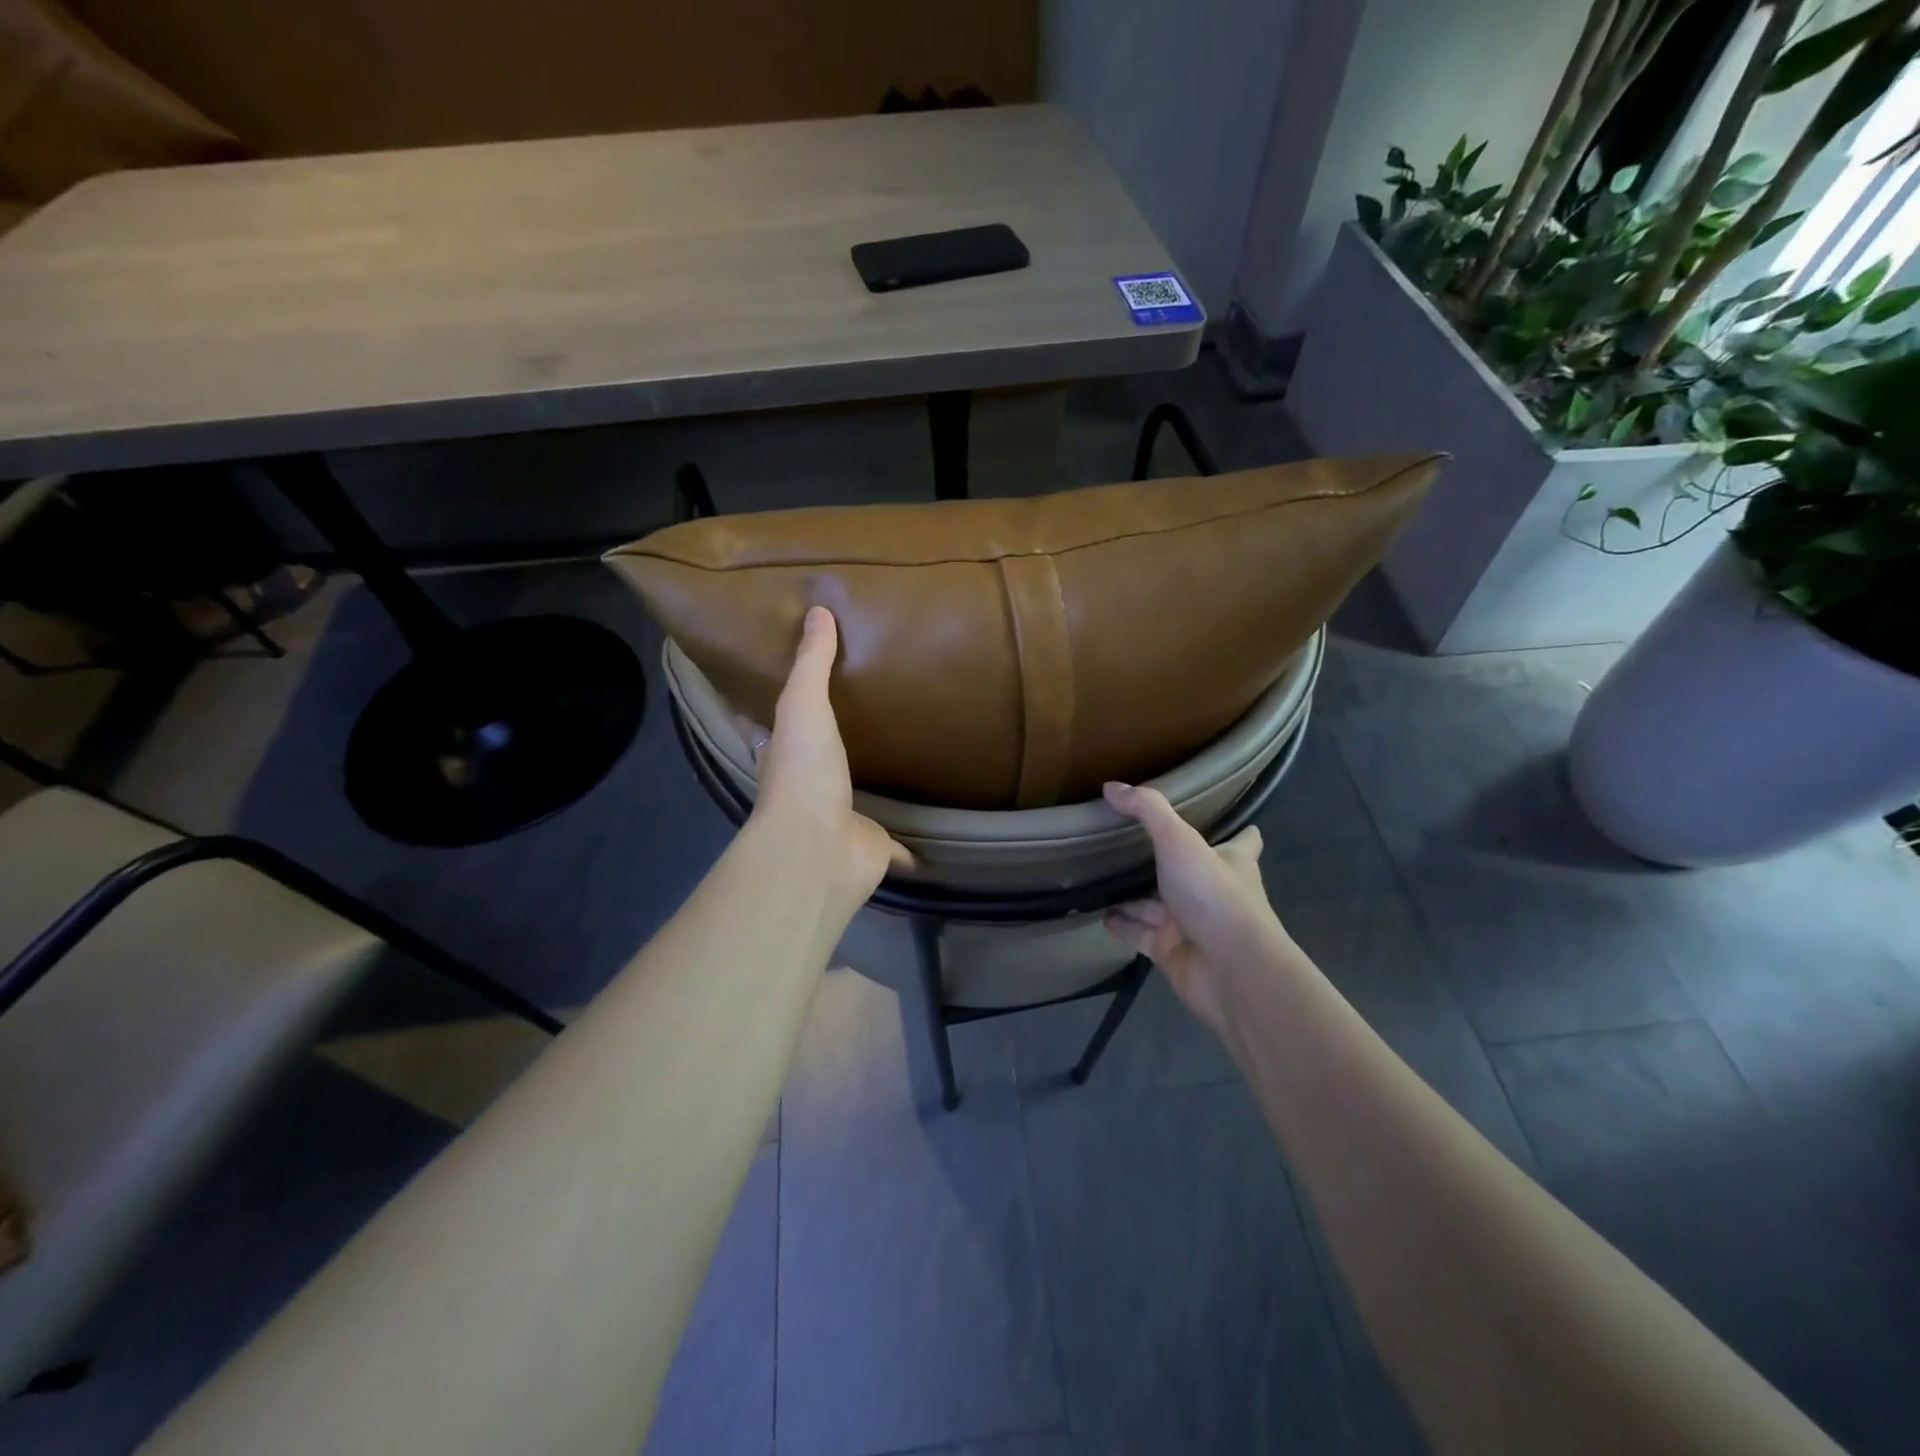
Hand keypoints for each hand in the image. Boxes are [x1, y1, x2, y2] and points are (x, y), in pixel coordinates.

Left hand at [743, 606, 911, 900]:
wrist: (818, 847)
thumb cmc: (803, 772)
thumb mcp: (803, 706)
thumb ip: (811, 664)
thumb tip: (816, 611)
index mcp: (781, 758)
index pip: (764, 732)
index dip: (763, 717)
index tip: (774, 695)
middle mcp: (806, 790)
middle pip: (811, 764)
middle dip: (823, 749)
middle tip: (850, 721)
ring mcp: (838, 821)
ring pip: (853, 802)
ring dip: (865, 790)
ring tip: (892, 764)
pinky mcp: (870, 847)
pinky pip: (896, 846)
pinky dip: (907, 847)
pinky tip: (926, 840)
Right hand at [1101, 782, 1292, 1037]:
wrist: (1230, 970)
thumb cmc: (1213, 895)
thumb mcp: (1179, 840)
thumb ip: (1147, 811)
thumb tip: (1111, 786)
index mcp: (1231, 862)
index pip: (1242, 842)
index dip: (1237, 830)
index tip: (1224, 818)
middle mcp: (1214, 892)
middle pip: (1190, 871)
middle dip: (1166, 860)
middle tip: (1130, 840)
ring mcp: (1192, 924)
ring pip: (1157, 904)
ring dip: (1134, 894)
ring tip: (1100, 874)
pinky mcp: (1171, 951)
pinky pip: (1140, 933)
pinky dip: (1122, 924)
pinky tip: (1098, 913)